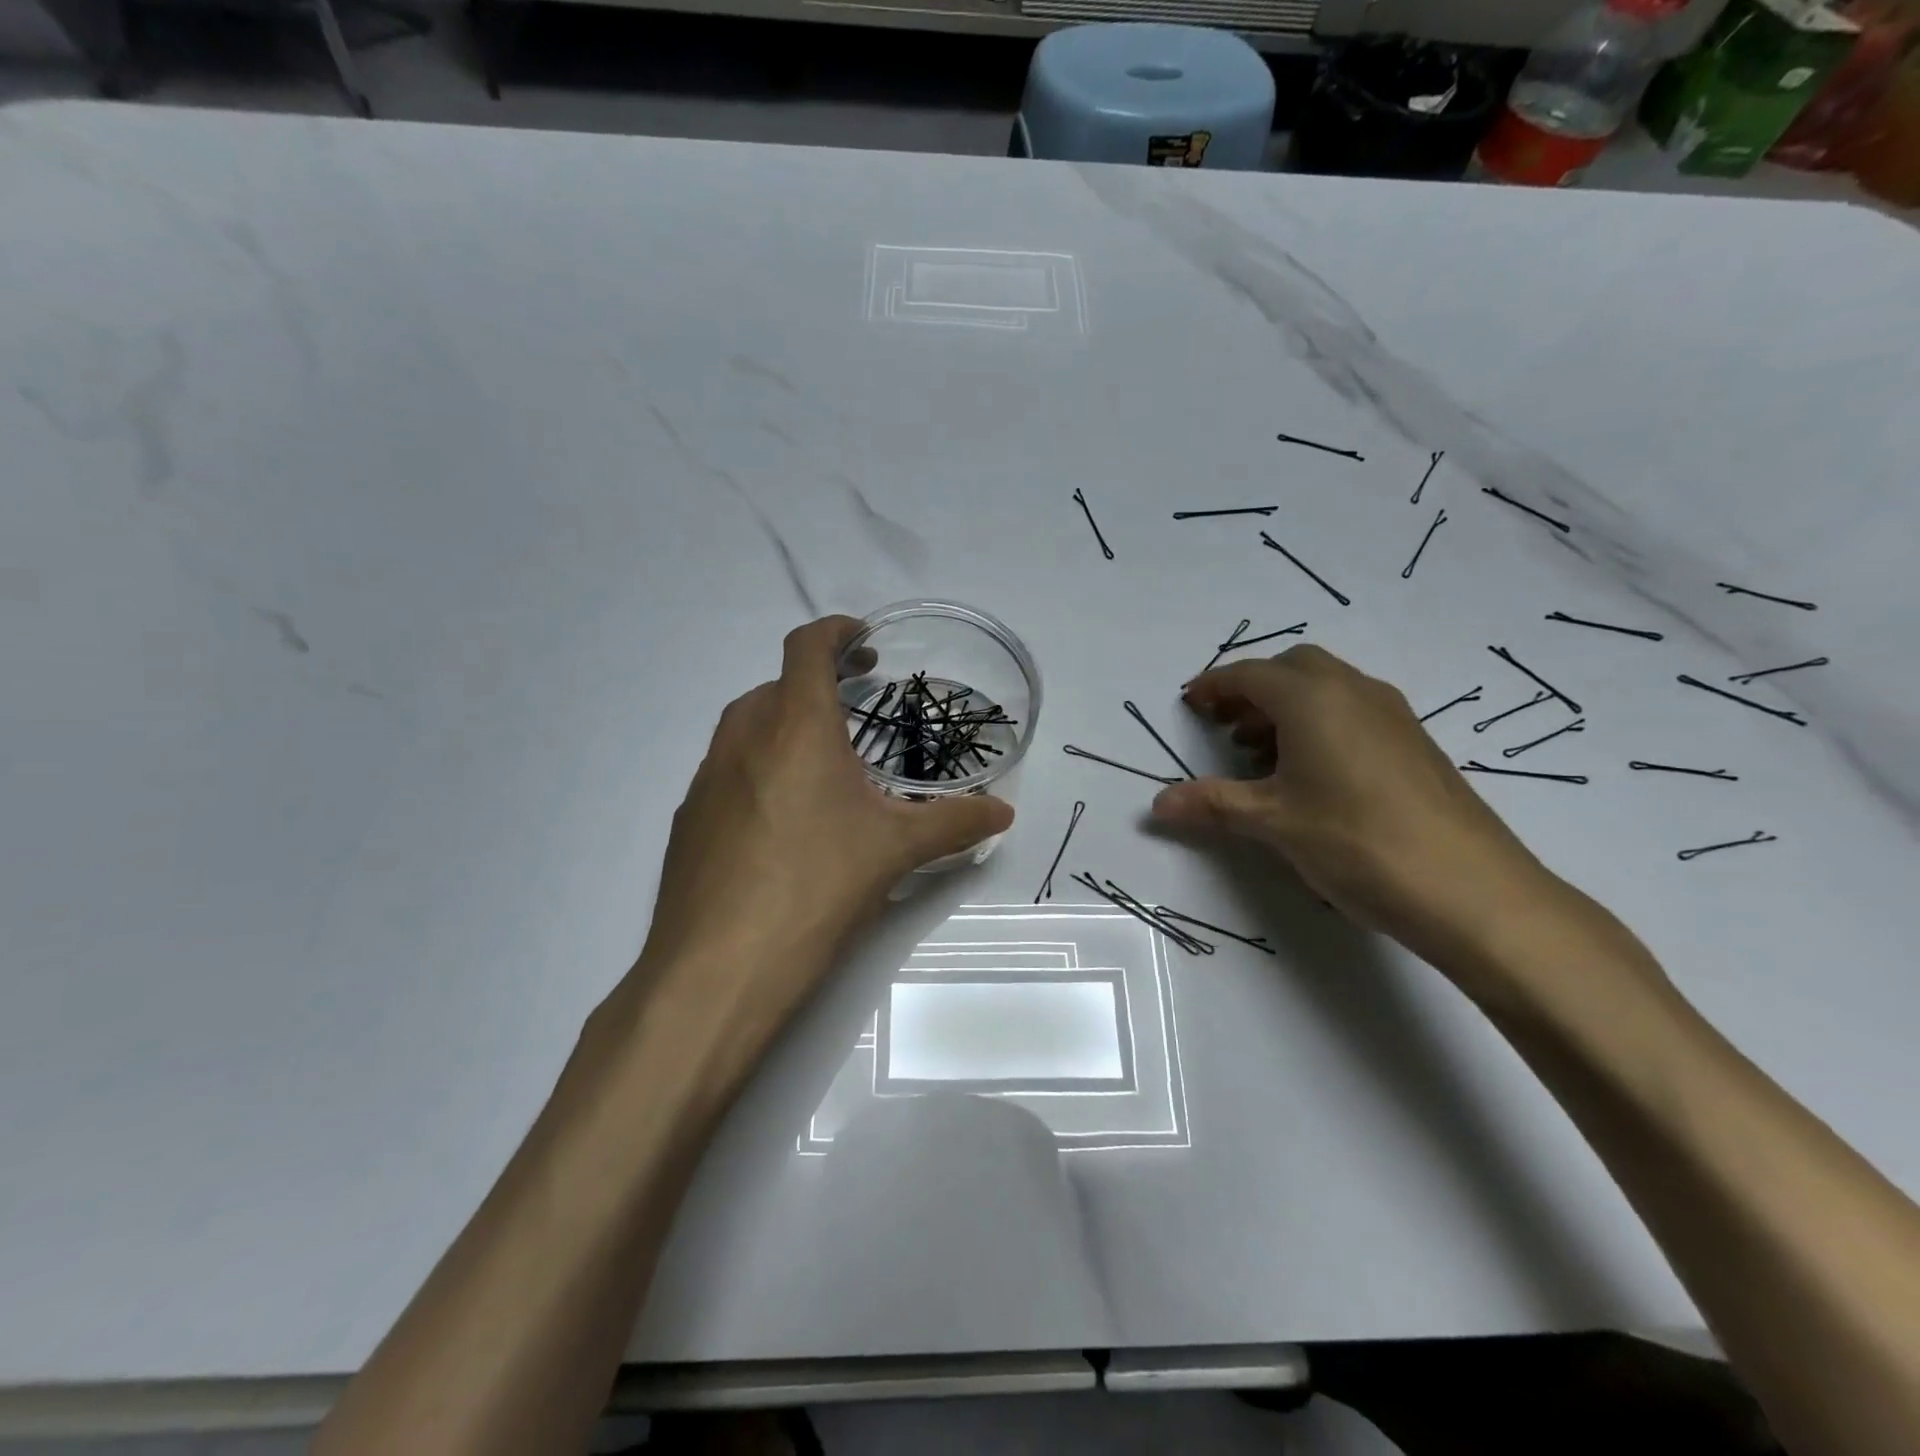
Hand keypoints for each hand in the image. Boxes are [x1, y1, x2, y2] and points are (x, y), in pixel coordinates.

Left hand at [639, 616, 1012, 1015]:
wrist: (717, 968)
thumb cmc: (816, 887)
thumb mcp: (896, 851)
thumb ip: (955, 824)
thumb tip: (1004, 812)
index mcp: (795, 725)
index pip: (807, 646)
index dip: (836, 631)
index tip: (864, 642)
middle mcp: (742, 737)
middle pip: (777, 685)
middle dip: (817, 685)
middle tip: (856, 708)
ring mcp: (706, 778)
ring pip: (747, 727)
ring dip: (784, 726)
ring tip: (823, 765)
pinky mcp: (688, 818)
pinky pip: (727, 771)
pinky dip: (758, 769)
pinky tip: (782, 821)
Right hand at [1150, 645, 1560, 969]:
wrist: (1472, 890)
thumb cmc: (1356, 842)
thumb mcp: (1273, 822)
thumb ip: (1212, 804)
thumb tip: (1157, 805)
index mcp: (1313, 698)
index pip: (1250, 674)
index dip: (1213, 685)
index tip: (1189, 704)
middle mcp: (1354, 691)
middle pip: (1292, 667)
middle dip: (1252, 689)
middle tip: (1225, 727)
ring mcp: (1392, 714)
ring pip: (1326, 687)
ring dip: (1286, 706)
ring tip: (1260, 755)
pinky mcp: (1415, 742)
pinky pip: (1353, 710)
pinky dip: (1319, 723)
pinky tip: (1311, 774)